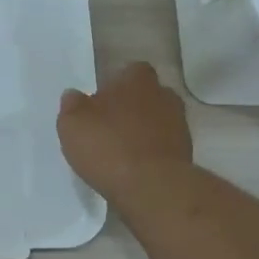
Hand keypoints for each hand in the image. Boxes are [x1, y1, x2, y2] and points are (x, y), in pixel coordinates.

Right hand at [57, 61, 192, 202]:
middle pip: (147, 96)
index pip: (131, 71)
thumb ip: (72, 106)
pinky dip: (150, 153)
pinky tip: (133, 169)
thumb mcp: (73, 124)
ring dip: (142, 132)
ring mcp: (179, 126)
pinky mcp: (186, 154)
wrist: (152, 187)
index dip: (117, 84)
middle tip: (109, 126)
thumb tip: (73, 96)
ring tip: (120, 151)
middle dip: (131, 108)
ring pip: (157, 121)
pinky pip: (163, 147)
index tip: (102, 101)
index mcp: (137, 80)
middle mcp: (164, 96)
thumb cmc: (108, 146)